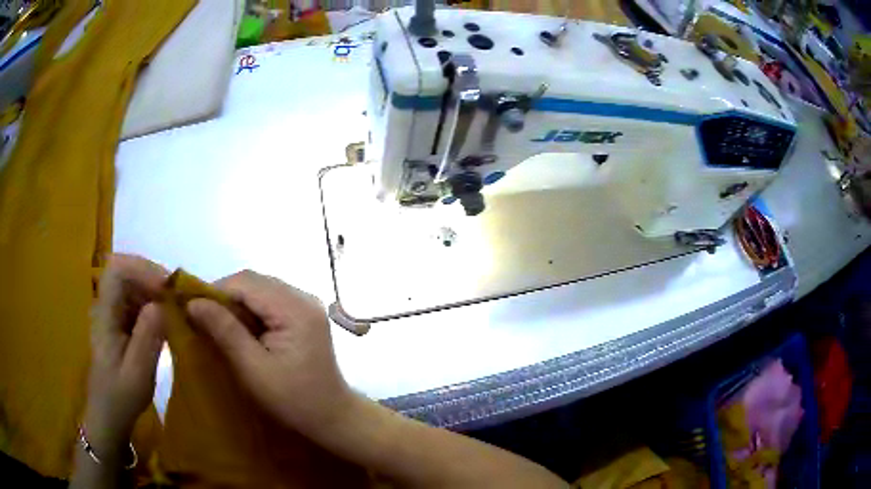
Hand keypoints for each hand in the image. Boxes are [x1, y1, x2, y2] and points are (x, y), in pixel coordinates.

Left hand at [86, 255, 167, 454]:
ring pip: (131, 282)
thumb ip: (148, 337)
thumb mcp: (138, 373)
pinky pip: (135, 299)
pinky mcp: (119, 321)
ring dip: (154, 288)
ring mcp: (111, 312)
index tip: (166, 288)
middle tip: (176, 295)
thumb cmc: (121, 396)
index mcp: (104, 314)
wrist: (109, 413)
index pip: (117, 270)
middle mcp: (105, 305)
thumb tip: (162, 303)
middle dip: (151, 276)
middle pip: (125, 270)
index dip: (142, 269)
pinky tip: (165, 319)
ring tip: (175, 306)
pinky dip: (153, 301)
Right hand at [186, 271, 353, 437]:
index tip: (192, 309)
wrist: (333, 418)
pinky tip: (240, 330)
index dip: (215, 291)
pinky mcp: (304, 316)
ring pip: (260, 290)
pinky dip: (250, 311)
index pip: (246, 282)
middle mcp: (303, 297)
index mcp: (295, 308)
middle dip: (224, 296)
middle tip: (202, 319)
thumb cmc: (294, 400)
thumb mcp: (253, 369)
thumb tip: (193, 302)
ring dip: (236, 304)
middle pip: (253, 282)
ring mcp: (306, 305)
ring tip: (218, 326)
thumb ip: (224, 331)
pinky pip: (269, 301)